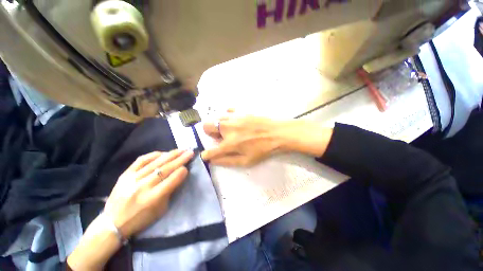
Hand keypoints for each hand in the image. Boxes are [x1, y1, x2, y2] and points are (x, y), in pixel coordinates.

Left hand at [68, 150, 193, 269]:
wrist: (112, 223)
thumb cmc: (141, 219)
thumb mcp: (161, 210)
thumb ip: (171, 190)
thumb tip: (179, 174)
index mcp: (153, 198)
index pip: (172, 180)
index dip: (182, 172)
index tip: (188, 166)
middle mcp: (143, 186)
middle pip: (166, 168)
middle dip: (181, 159)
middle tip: (190, 152)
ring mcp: (133, 178)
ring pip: (156, 162)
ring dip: (171, 154)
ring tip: (181, 150)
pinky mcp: (125, 174)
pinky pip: (142, 160)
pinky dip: (154, 155)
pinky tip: (163, 153)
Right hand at [201, 113, 290, 165]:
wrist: (277, 133)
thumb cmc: (262, 149)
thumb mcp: (246, 160)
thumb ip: (227, 161)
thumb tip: (212, 161)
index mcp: (229, 143)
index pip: (210, 150)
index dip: (206, 154)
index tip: (205, 155)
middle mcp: (227, 128)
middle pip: (206, 126)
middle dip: (210, 133)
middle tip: (220, 138)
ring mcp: (234, 117)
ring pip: (216, 118)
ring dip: (218, 125)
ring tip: (229, 130)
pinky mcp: (240, 111)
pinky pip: (228, 111)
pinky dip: (228, 116)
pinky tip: (236, 121)